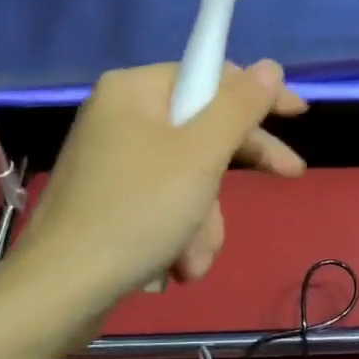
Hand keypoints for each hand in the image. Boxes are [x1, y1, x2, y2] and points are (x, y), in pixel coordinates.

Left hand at [12, 60, 306, 302]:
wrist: (60, 292)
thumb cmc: (136, 212)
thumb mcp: (200, 155)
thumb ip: (239, 107)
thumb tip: (269, 66)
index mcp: (134, 91)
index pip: (209, 76)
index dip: (257, 95)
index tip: (298, 114)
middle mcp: (120, 116)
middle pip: (201, 129)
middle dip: (229, 175)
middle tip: (289, 176)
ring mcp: (112, 161)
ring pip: (187, 178)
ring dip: (202, 222)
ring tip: (190, 259)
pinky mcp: (109, 200)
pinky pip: (162, 204)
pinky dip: (176, 234)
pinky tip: (172, 267)